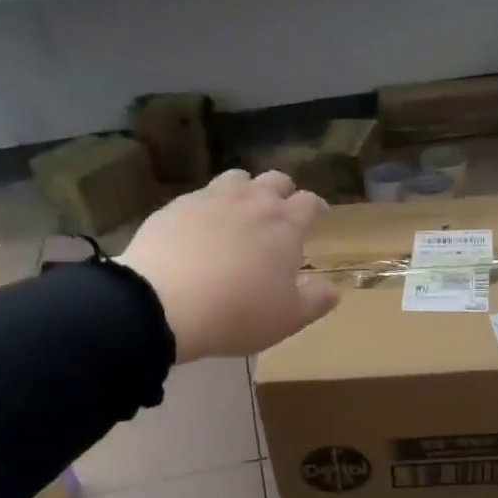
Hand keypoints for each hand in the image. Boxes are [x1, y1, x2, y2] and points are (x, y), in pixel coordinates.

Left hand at [120, 170, 338, 362]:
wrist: (163, 304)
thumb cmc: (237, 313)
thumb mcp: (288, 318)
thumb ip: (316, 301)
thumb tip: (334, 290)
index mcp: (286, 226)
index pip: (310, 203)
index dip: (317, 209)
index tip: (318, 217)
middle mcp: (252, 202)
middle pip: (276, 181)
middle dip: (283, 193)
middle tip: (280, 215)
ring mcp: (211, 199)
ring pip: (237, 178)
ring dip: (246, 191)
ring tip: (241, 213)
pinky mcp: (176, 206)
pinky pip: (200, 195)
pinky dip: (209, 206)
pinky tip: (202, 227)